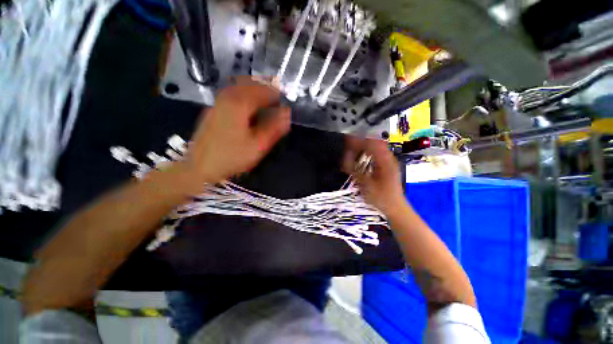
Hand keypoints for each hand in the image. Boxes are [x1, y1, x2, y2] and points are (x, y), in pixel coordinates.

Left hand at [182, 76, 290, 184]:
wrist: (200, 166)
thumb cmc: (231, 157)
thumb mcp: (258, 146)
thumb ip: (274, 128)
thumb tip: (287, 114)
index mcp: (239, 103)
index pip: (264, 90)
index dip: (277, 94)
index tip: (286, 102)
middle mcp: (227, 96)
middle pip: (251, 83)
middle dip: (267, 88)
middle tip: (278, 99)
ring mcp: (218, 101)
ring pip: (241, 87)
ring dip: (256, 91)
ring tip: (267, 103)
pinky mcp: (214, 109)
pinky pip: (233, 94)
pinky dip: (246, 96)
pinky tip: (251, 109)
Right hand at [342, 138, 406, 215]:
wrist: (395, 207)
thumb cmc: (381, 198)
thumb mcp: (366, 185)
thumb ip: (355, 171)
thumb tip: (344, 161)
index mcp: (385, 162)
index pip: (372, 144)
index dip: (359, 140)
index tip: (347, 140)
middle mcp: (389, 159)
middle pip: (375, 142)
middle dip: (361, 141)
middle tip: (349, 143)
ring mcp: (390, 161)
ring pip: (377, 147)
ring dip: (365, 145)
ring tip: (353, 147)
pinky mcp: (388, 166)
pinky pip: (378, 153)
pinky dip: (369, 151)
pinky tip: (362, 155)